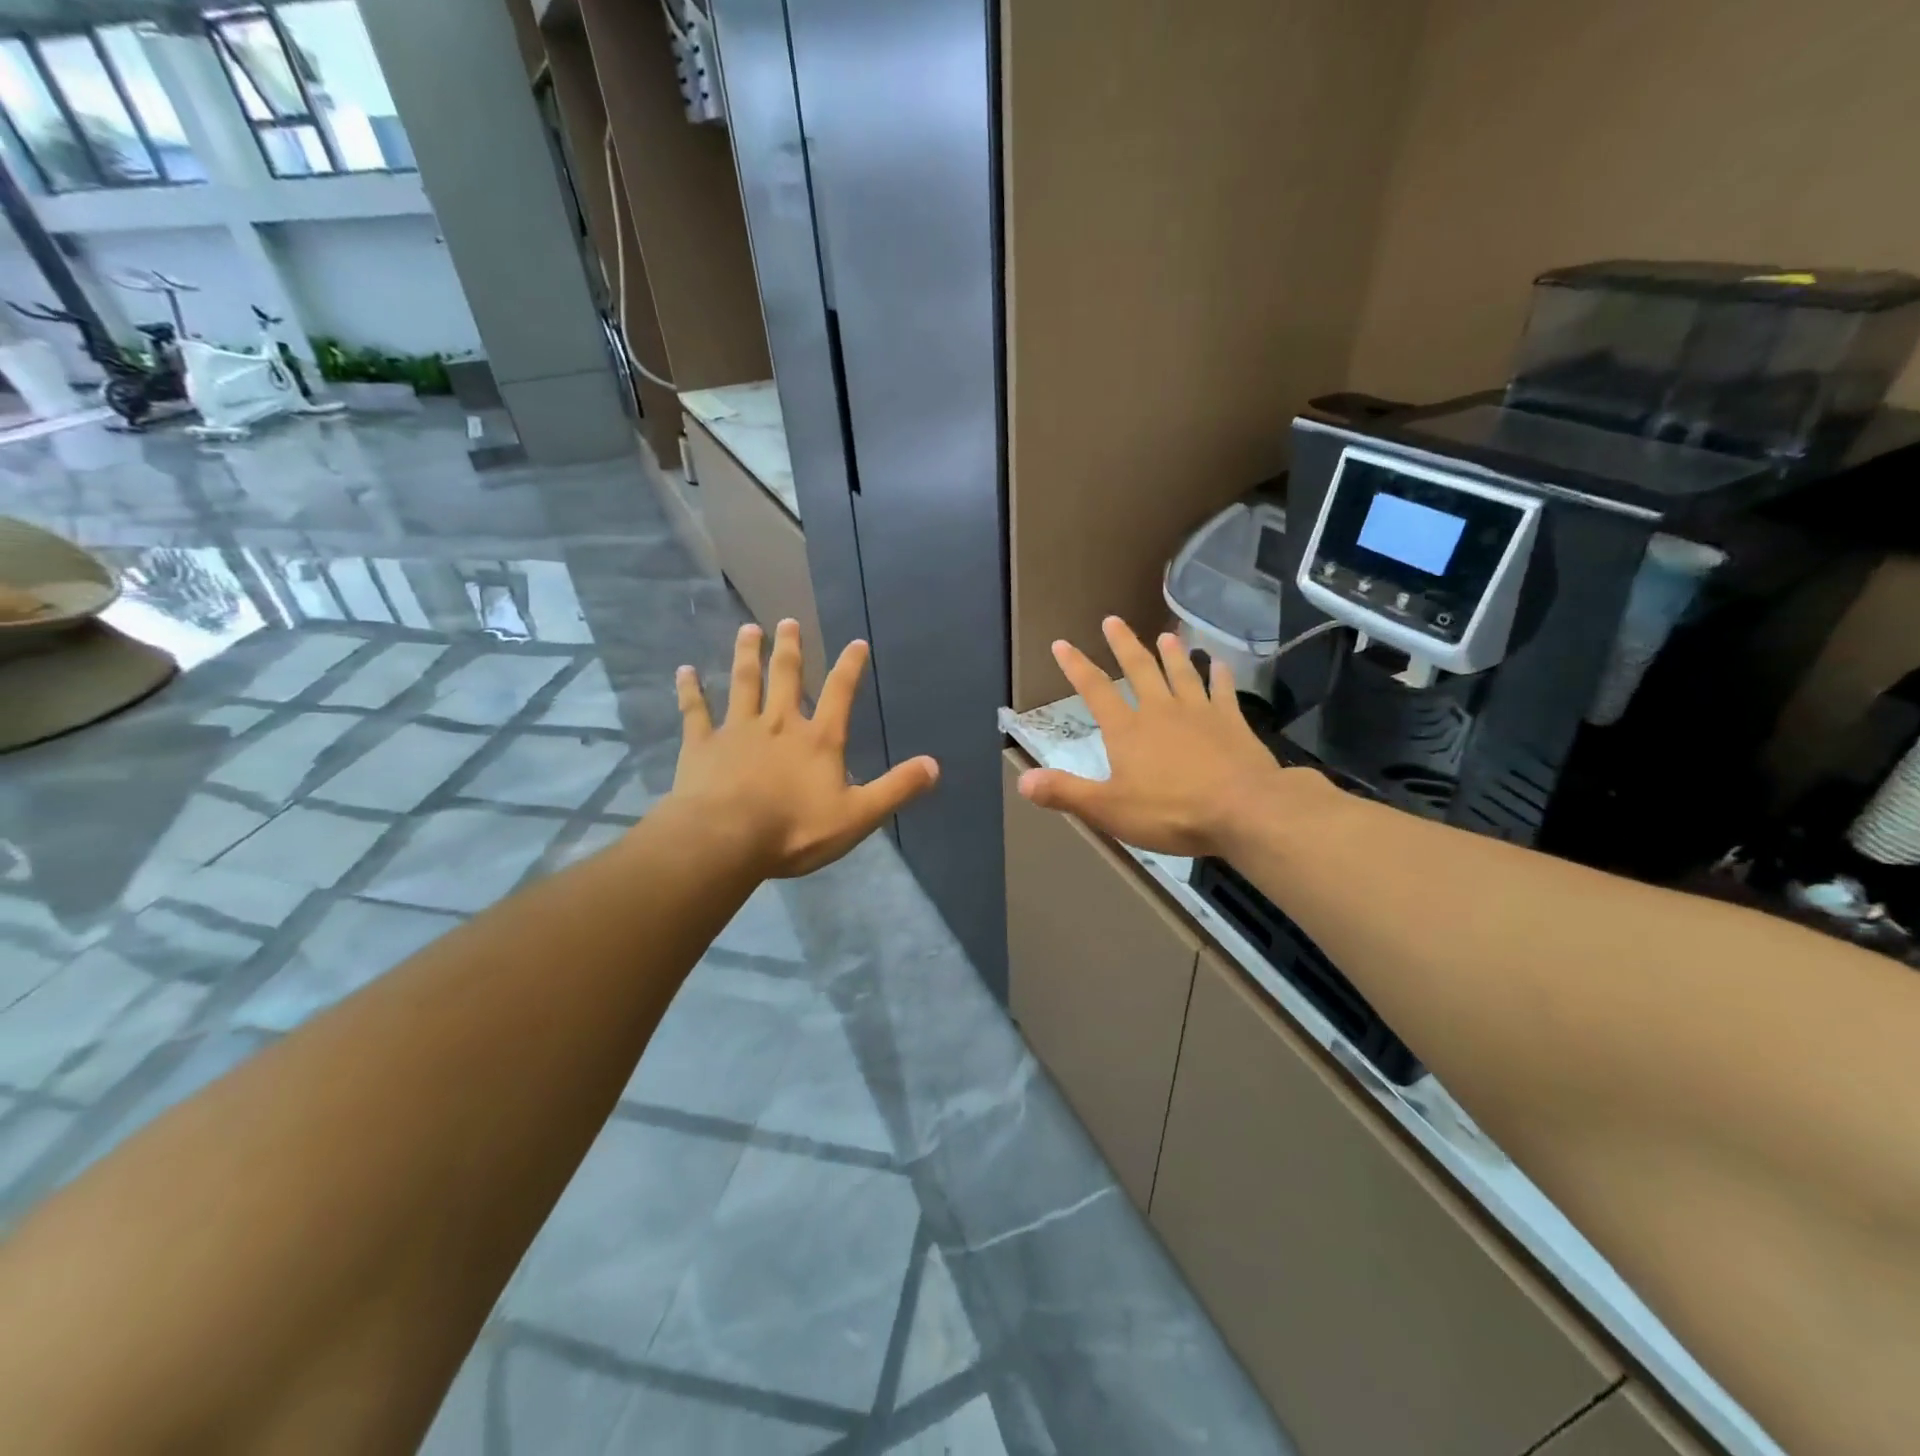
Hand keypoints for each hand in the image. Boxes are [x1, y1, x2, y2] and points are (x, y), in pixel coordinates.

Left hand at [671, 619, 939, 877]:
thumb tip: (934, 766)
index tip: (857, 643)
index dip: (851, 667)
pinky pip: (695, 711)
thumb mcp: (858, 815)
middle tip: (788, 621)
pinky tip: (684, 672)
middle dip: (790, 649)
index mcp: (819, 739)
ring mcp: (738, 730)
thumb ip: (896, 789)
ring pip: (743, 683)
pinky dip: (690, 690)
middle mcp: (779, 724)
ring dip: (747, 655)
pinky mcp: (702, 744)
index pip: (841, 693)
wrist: (726, 839)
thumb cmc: (796, 829)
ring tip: (748, 629)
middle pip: (786, 677)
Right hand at [1017, 617, 1302, 856]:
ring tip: (1166, 635)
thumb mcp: (1108, 809)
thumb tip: (1022, 780)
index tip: (1062, 644)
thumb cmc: (1170, 811)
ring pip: (1182, 673)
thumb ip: (1065, 793)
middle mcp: (1160, 710)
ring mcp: (1199, 712)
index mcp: (1127, 730)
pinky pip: (1223, 690)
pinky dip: (1219, 675)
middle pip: (1140, 669)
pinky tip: (1219, 663)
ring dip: (1172, 654)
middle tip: (1113, 620)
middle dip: (1123, 644)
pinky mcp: (1232, 721)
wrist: (1243, 810)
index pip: (1095, 690)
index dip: (1076, 666)